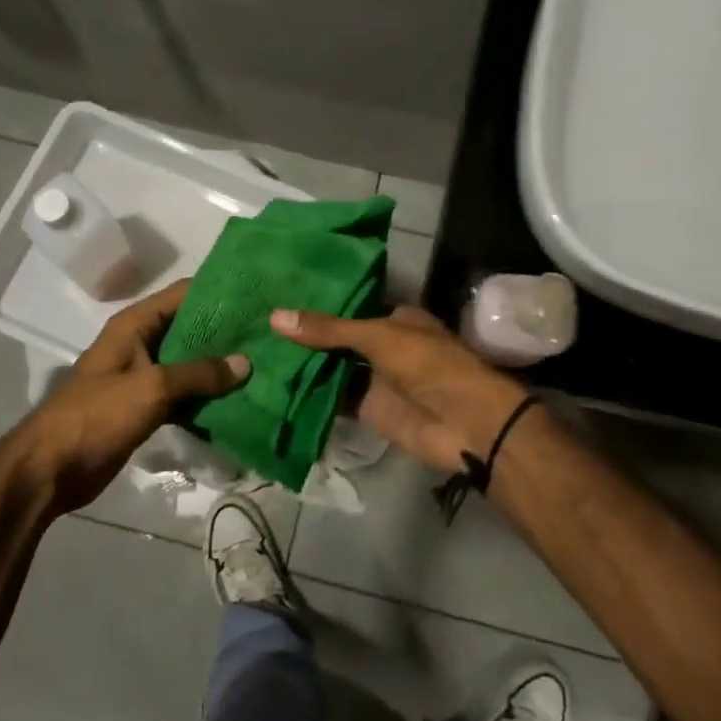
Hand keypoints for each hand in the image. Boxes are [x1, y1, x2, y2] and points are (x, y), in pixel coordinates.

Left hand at [2, 279, 248, 514]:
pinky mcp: (147, 407)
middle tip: (269, 333)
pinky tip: (240, 398)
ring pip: (190, 364)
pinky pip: (184, 393)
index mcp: (135, 325)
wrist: (52, 468)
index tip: (257, 294)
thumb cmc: (97, 415)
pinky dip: (207, 396)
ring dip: (220, 367)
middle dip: (226, 332)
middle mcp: (141, 344)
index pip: (183, 294)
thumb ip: (199, 374)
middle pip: (190, 328)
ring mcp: (144, 377)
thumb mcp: (151, 387)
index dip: (218, 292)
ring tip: (264, 363)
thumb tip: (245, 363)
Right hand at [269, 304, 530, 472]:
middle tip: (256, 327)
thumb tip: (275, 317)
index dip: (318, 305)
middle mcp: (384, 346)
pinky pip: (334, 400)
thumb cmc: (428, 364)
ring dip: (304, 366)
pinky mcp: (369, 410)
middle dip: (305, 337)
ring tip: (255, 353)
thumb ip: (329, 330)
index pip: (349, 308)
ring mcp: (376, 380)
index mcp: (395, 319)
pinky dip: (310, 396)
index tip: (278, 298)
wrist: (464, 422)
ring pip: (334, 370)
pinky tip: (274, 387)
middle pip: (338, 340)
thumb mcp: (377, 336)